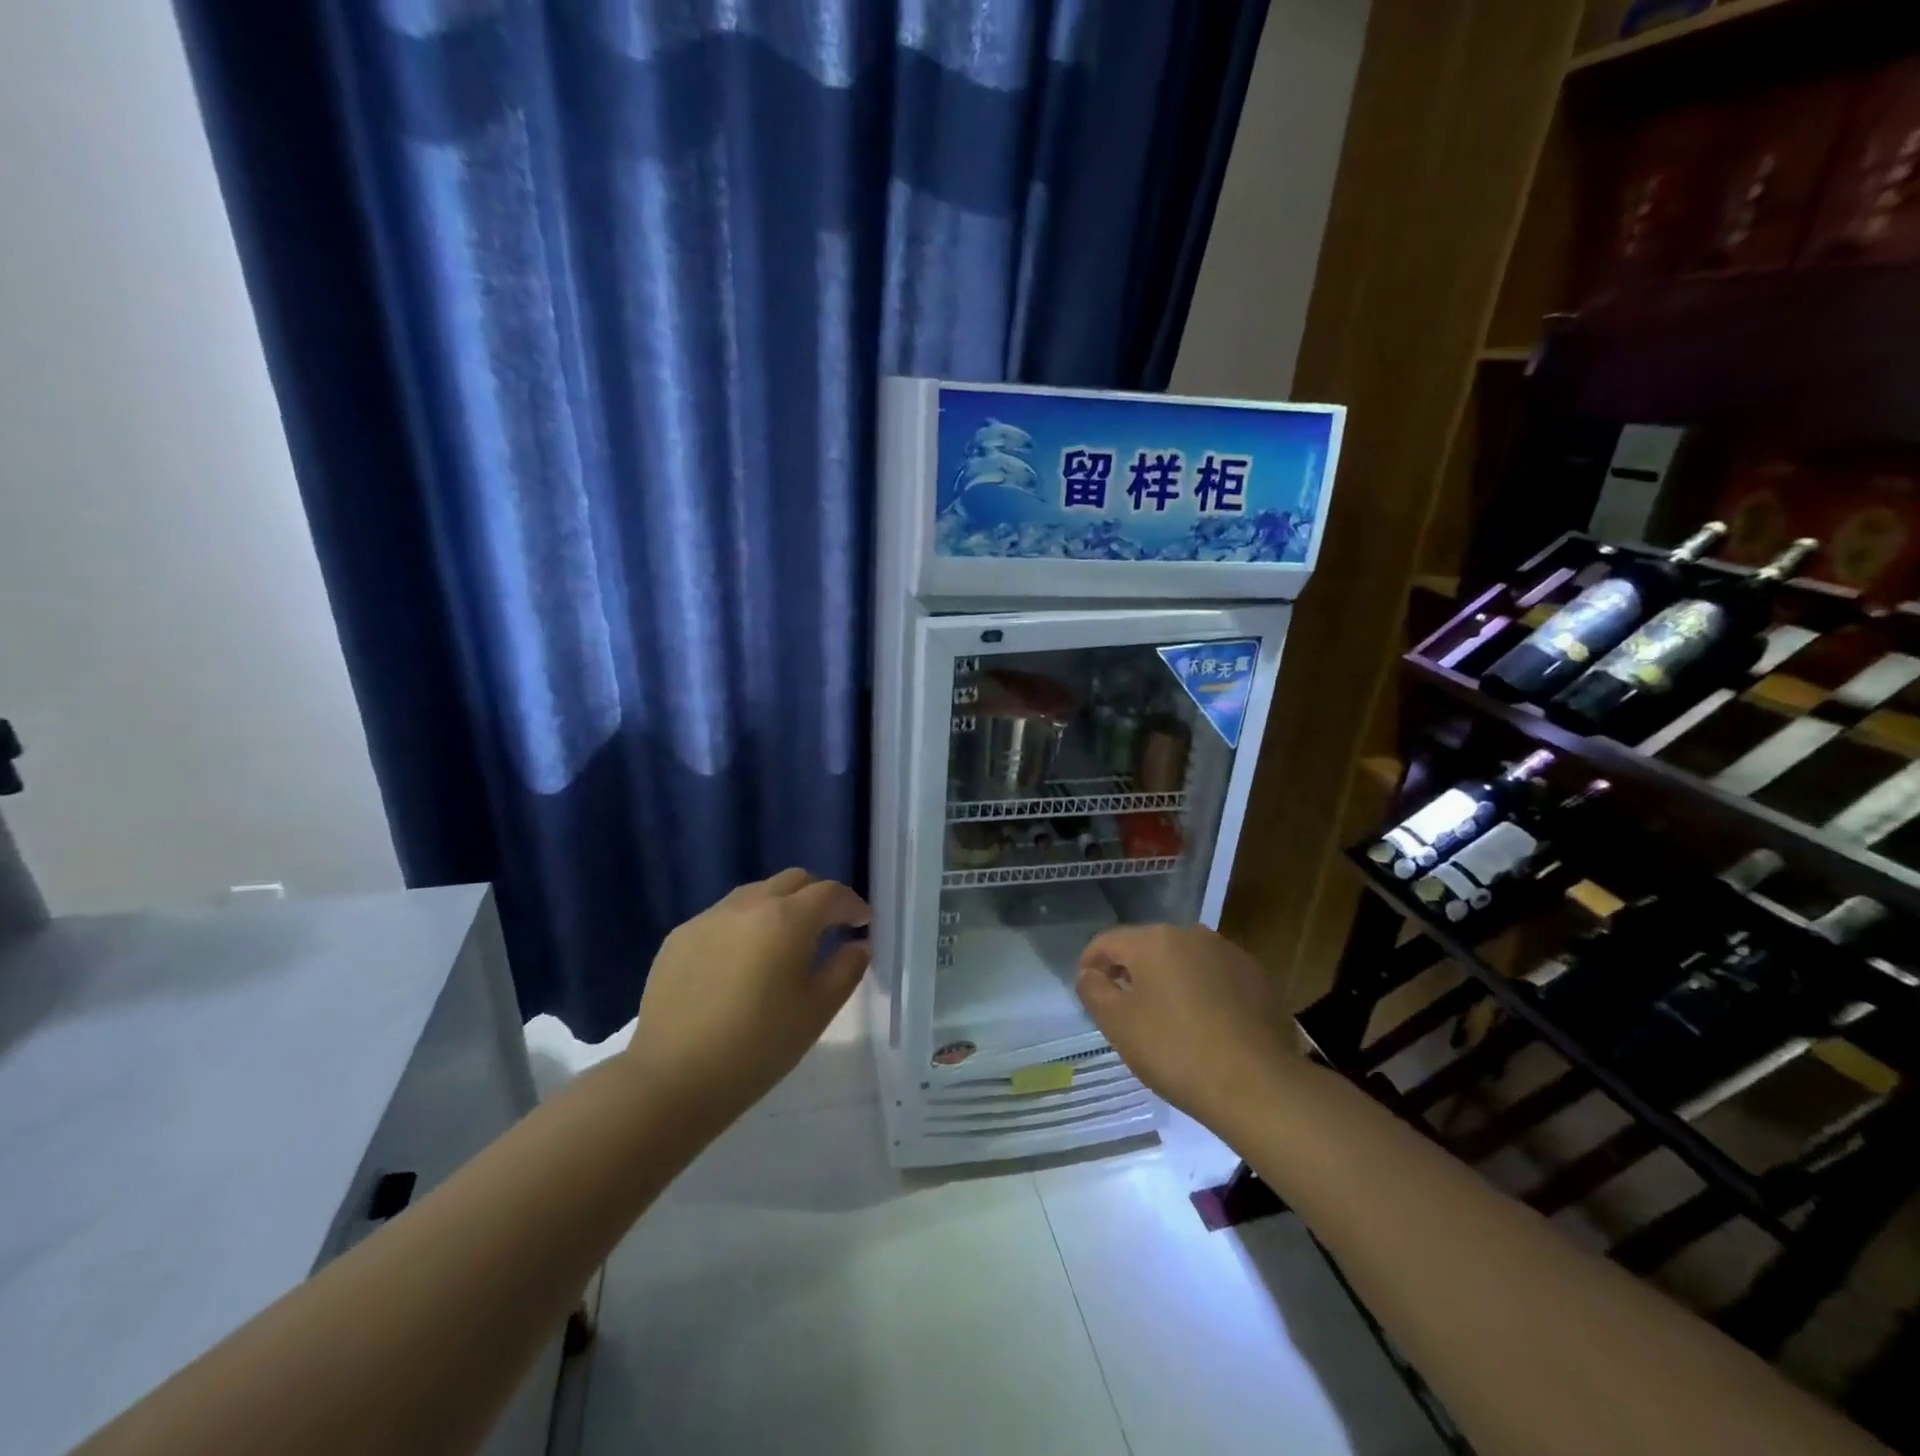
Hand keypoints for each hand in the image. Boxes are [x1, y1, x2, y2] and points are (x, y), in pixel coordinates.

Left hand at [624, 869, 870, 1133]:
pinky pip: (723, 917)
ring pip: (756, 894)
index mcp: (788, 918)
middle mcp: (748, 904)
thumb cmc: (758, 1047)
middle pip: (793, 881)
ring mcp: (708, 917)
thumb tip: (858, 945)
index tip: (862, 924)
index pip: (831, 893)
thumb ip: (846, 969)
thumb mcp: (817, 1011)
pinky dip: (744, 926)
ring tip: (783, 944)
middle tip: (828, 928)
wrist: (672, 1078)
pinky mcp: (679, 937)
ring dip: (779, 907)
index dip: (852, 905)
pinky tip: (740, 964)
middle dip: (817, 897)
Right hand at [1076, 924, 1294, 1127]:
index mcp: (1154, 940)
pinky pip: (1216, 977)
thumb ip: (1094, 990)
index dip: (1090, 964)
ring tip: (1166, 1019)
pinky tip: (1205, 1025)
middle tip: (1124, 1009)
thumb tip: (1089, 974)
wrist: (1259, 1086)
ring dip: (1169, 981)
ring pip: (1184, 961)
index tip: (1087, 991)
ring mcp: (1230, 953)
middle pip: (1147, 947)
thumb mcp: (1118, 1025)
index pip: (1108, 942)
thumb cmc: (1177, 1051)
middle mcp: (1192, 934)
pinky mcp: (1258, 978)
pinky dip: (1202, 992)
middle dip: (1131, 972)